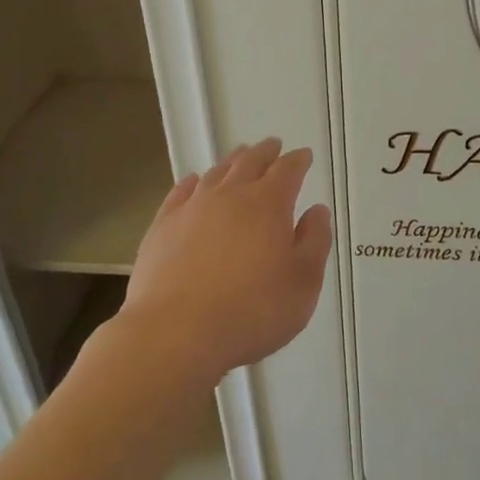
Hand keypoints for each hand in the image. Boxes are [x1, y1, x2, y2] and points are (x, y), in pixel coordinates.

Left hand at [114, 139, 332, 386]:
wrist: (175, 334)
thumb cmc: (252, 312)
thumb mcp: (303, 284)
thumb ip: (315, 242)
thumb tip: (317, 212)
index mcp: (269, 204)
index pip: (288, 170)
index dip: (298, 161)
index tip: (304, 156)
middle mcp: (231, 196)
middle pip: (250, 162)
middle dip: (266, 152)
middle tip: (273, 145)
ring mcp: (192, 209)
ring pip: (217, 173)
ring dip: (233, 161)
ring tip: (240, 156)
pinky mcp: (162, 227)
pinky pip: (180, 193)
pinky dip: (193, 182)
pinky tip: (194, 182)